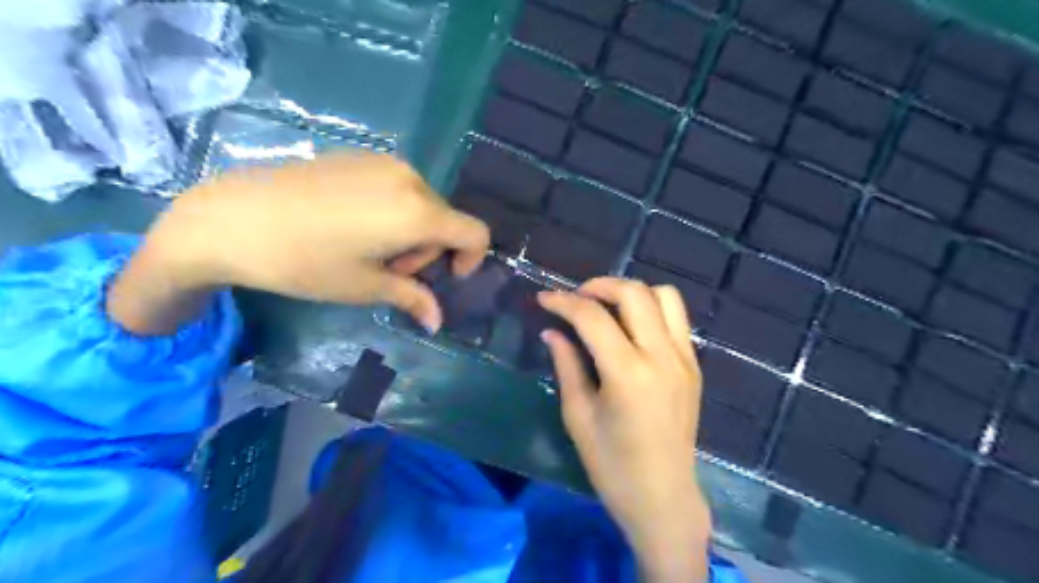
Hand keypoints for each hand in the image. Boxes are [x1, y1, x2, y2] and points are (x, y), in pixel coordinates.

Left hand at [110, 153, 491, 334]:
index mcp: (418, 212)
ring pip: (421, 203)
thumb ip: (412, 298)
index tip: (446, 278)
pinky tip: (351, 225)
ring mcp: (383, 162)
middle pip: (445, 219)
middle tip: (390, 271)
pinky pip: (396, 187)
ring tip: (367, 249)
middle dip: (429, 250)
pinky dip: (392, 211)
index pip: (474, 232)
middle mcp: (410, 179)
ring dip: (410, 232)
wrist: (230, 217)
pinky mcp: (358, 156)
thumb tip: (437, 321)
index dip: (472, 259)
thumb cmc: (304, 261)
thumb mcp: (364, 286)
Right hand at [541, 277, 709, 581]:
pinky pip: (676, 318)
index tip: (543, 298)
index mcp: (628, 374)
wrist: (663, 497)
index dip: (563, 302)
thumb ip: (566, 365)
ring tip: (607, 307)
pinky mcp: (694, 365)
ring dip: (631, 292)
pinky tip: (631, 328)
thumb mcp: (578, 416)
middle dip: (599, 285)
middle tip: (576, 298)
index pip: (593, 317)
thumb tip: (552, 331)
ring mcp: (684, 359)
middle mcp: (662, 357)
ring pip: (664, 296)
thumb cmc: (612, 465)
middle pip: (634, 293)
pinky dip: (651, 309)